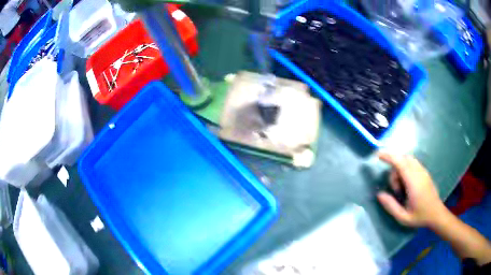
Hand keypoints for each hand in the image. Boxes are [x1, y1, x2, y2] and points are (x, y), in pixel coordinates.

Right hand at [377, 152, 447, 227]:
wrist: (436, 213)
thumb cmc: (420, 216)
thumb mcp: (403, 217)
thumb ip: (390, 206)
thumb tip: (379, 194)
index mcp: (413, 183)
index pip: (400, 163)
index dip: (388, 156)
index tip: (378, 155)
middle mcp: (419, 173)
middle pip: (402, 160)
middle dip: (394, 171)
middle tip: (395, 190)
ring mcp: (423, 171)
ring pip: (408, 160)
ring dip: (400, 169)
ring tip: (401, 188)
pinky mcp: (425, 172)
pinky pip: (413, 163)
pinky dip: (406, 168)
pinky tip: (407, 184)